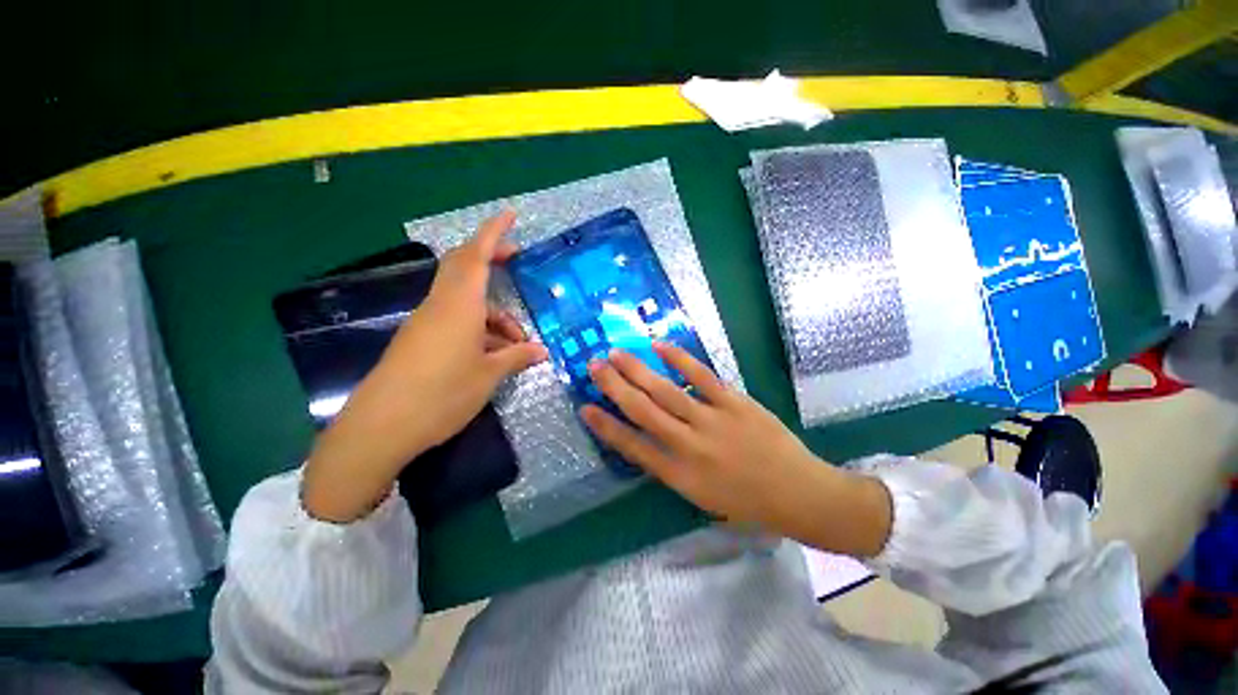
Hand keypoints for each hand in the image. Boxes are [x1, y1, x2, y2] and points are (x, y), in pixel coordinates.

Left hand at [303, 211, 547, 521]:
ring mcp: (428, 323)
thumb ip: (516, 357)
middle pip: (464, 267)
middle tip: (516, 261)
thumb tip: (541, 351)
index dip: (493, 232)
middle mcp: (440, 306)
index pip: (475, 256)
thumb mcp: (488, 375)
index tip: (510, 215)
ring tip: (518, 345)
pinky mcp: (422, 340)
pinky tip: (495, 355)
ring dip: (494, 315)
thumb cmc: (441, 394)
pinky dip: (480, 330)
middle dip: (491, 258)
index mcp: (458, 306)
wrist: (381, 427)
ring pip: (466, 302)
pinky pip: (456, 321)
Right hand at [582, 344, 891, 556]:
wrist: (797, 493)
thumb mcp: (700, 496)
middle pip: (642, 410)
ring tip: (616, 353)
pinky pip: (701, 376)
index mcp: (678, 474)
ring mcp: (711, 421)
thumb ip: (671, 466)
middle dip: (614, 387)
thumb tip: (648, 437)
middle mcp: (688, 445)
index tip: (585, 408)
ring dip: (637, 370)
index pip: (631, 446)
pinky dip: (679, 359)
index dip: (605, 426)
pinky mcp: (734, 402)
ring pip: (665, 390)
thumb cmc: (746, 502)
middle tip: (594, 366)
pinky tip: (660, 345)